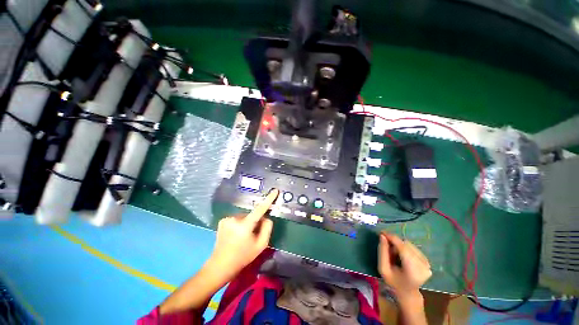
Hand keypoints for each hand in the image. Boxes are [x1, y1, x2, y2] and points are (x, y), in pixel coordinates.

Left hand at [208, 189, 278, 275]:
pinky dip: (240, 223)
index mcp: (245, 225)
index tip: (275, 190)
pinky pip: (237, 218)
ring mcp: (227, 219)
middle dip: (255, 221)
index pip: (260, 209)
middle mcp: (235, 218)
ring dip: (247, 222)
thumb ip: (267, 228)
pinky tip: (235, 234)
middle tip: (253, 234)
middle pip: (252, 214)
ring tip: (242, 237)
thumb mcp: (261, 245)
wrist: (220, 265)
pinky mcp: (222, 220)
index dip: (268, 199)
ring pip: (245, 216)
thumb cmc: (243, 257)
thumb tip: (266, 217)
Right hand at [378, 232, 431, 299]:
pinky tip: (401, 256)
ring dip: (399, 246)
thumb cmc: (393, 282)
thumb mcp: (383, 269)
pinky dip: (405, 248)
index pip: (403, 248)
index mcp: (413, 271)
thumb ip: (382, 252)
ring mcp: (427, 264)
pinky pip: (413, 248)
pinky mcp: (427, 261)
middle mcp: (423, 266)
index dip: (392, 238)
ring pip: (409, 245)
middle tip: (387, 249)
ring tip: (394, 255)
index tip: (382, 233)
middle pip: (406, 245)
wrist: (407, 293)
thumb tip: (382, 236)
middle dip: (394, 243)